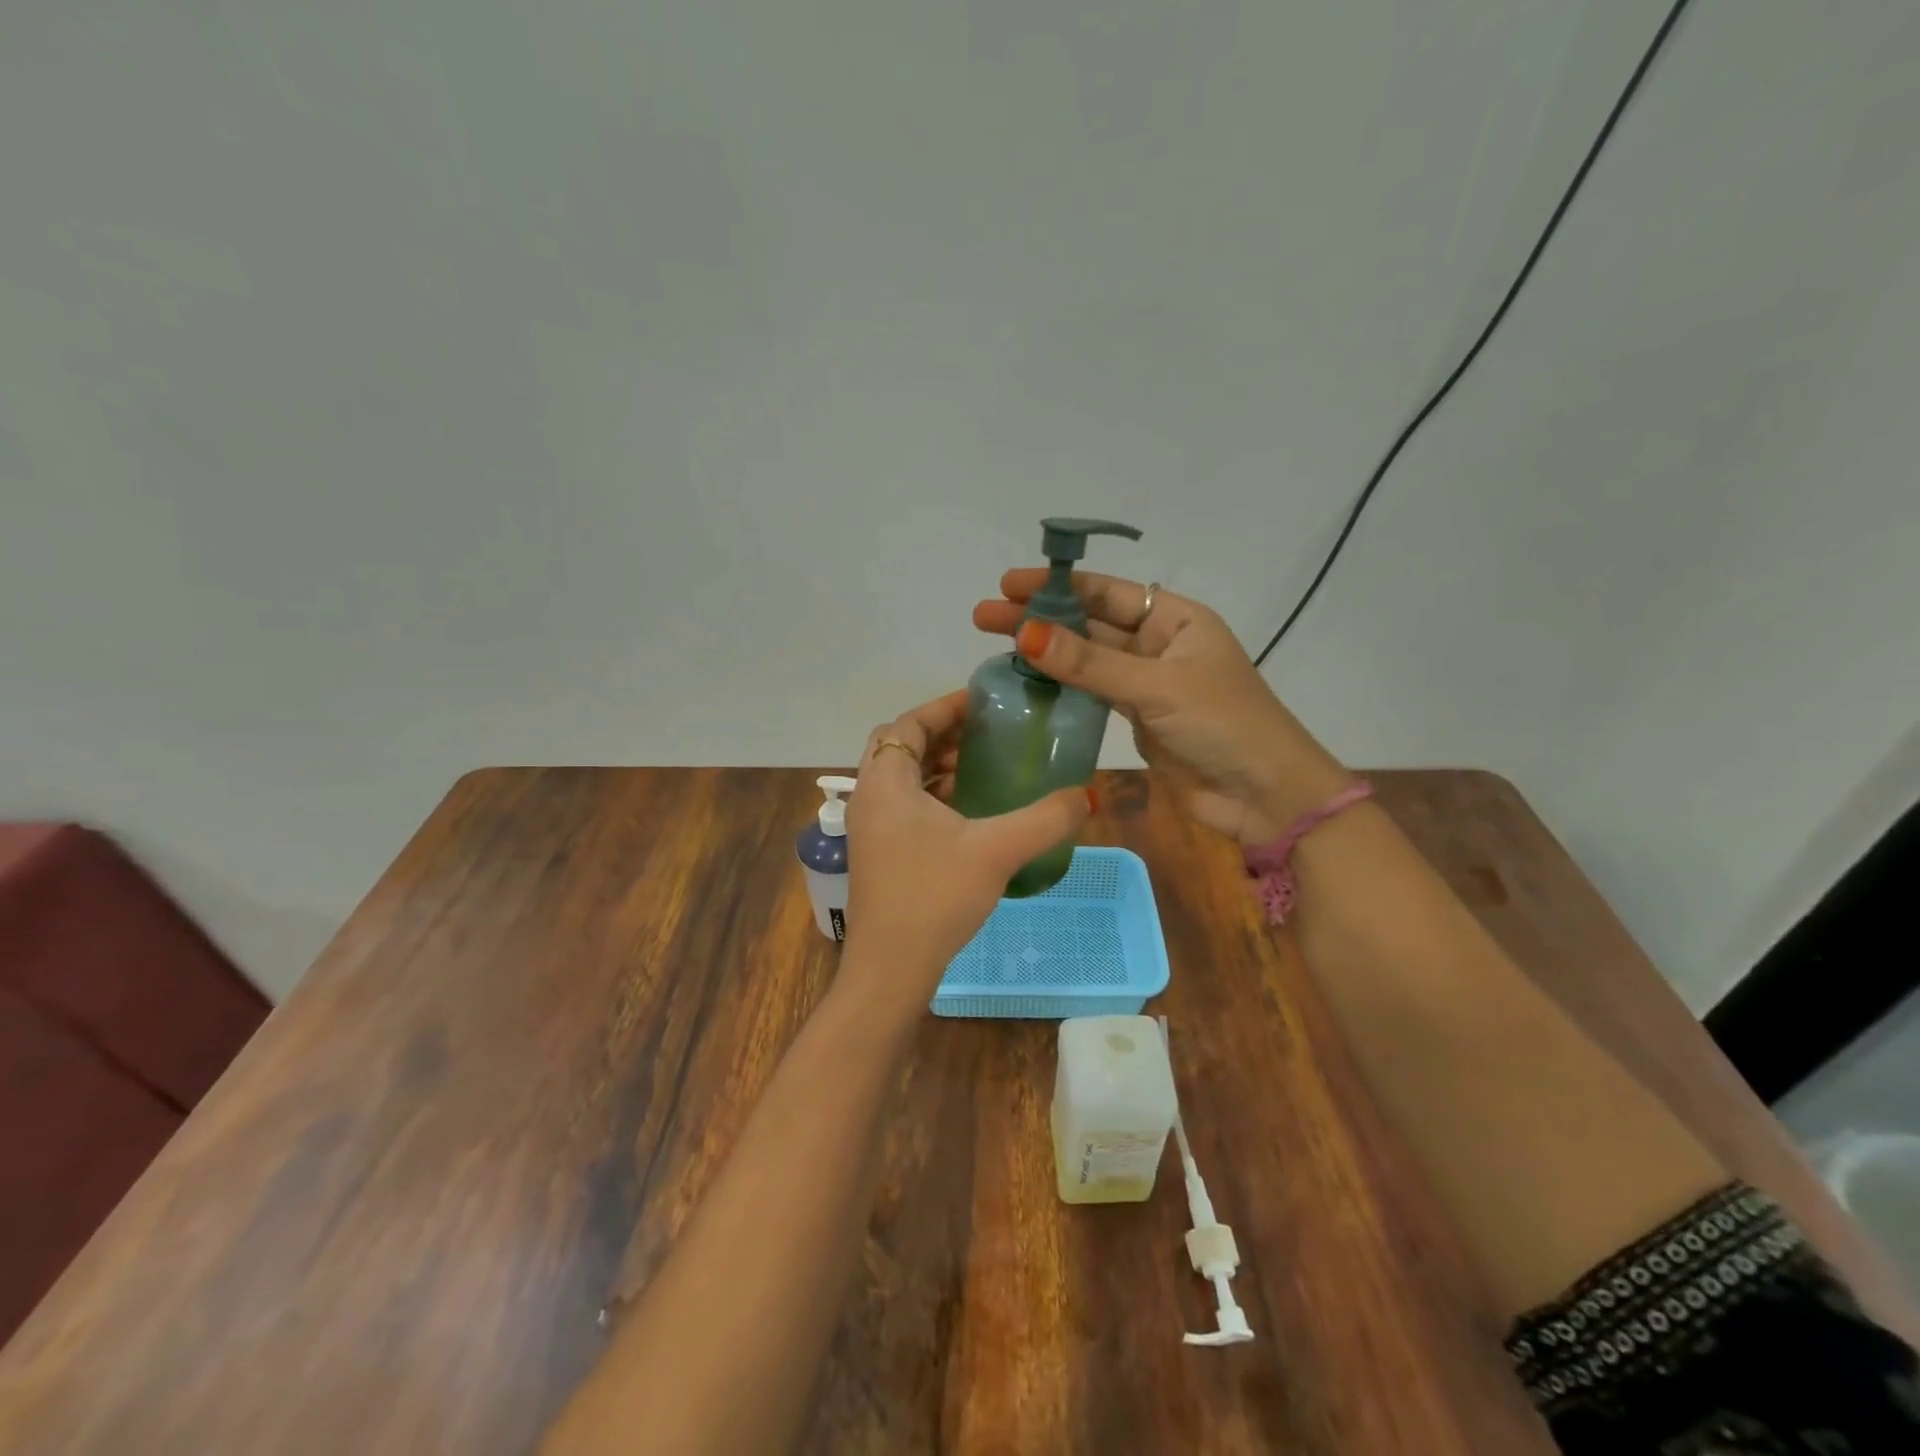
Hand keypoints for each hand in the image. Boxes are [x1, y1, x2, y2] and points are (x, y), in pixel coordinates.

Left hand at [840, 691, 1091, 1007]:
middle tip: (986, 732)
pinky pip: (903, 806)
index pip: (907, 724)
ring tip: (982, 766)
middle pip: (901, 747)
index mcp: (885, 782)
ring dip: (937, 766)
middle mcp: (869, 797)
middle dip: (942, 734)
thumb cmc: (935, 896)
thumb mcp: (997, 850)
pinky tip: (968, 812)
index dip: (944, 707)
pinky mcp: (877, 854)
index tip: (982, 702)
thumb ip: (1045, 819)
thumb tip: (1087, 795)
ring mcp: (869, 829)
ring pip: (901, 779)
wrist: (891, 969)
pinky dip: (932, 796)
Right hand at [973, 572, 1350, 845]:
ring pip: (1088, 660)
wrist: (1263, 795)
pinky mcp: (1137, 719)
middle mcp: (1159, 644)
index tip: (1008, 585)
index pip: (1107, 592)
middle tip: (985, 616)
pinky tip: (1028, 682)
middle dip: (1040, 620)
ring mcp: (1146, 683)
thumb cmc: (1223, 725)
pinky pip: (1092, 694)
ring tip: (996, 647)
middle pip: (1090, 624)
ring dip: (1047, 653)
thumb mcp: (1156, 687)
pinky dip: (1063, 687)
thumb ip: (1089, 664)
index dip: (1057, 587)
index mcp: (1176, 619)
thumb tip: (1025, 635)